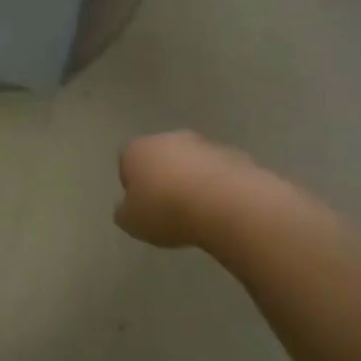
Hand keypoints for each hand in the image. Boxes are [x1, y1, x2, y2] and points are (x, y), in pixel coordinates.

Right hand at [116, 131, 243, 248]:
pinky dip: (217, 185)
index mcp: (138, 150)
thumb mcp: (132, 223)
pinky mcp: (234, 154)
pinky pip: (219, 171)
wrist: (224, 204)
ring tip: (197, 211)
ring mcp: (204, 144)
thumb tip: (127, 208)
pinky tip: (220, 208)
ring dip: (192, 179)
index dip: (132, 182)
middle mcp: (169, 138)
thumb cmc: (166, 210)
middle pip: (161, 156)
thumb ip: (125, 212)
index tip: (141, 204)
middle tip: (168, 206)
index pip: (127, 160)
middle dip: (163, 176)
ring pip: (192, 161)